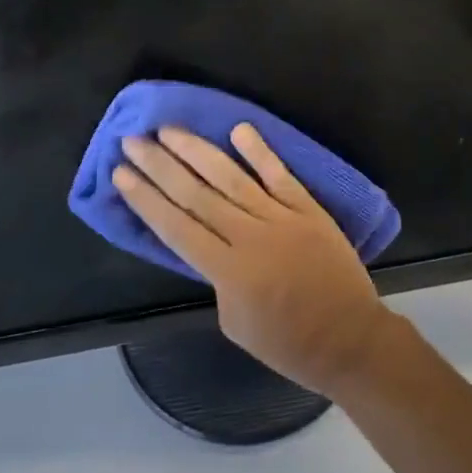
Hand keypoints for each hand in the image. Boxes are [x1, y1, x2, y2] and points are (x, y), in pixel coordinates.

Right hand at [114, 123, 397, 396]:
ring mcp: (280, 218)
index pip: (176, 226)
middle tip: (132, 140)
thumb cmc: (288, 343)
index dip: (145, 198)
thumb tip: (209, 241)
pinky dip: (259, 151)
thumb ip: (217, 278)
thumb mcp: (235, 324)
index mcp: (228, 272)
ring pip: (231, 177)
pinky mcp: (307, 208)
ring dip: (197, 150)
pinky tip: (238, 128)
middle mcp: (249, 237)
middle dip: (160, 166)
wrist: (350, 339)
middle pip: (195, 194)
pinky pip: (279, 174)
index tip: (121, 173)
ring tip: (169, 129)